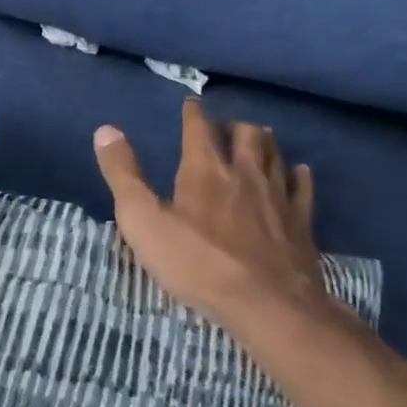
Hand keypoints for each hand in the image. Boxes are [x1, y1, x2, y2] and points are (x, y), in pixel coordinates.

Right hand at [93, 100, 328, 320]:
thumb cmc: (195, 262)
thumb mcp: (142, 220)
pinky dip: (297, 174)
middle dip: (233, 125)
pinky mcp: (301, 222)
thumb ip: (123, 174)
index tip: (191, 103)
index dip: (193, 114)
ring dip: (264, 142)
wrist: (265, 302)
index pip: (199, 129)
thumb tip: (105, 130)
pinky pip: (302, 187)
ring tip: (258, 138)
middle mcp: (245, 173)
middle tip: (224, 126)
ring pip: (275, 155)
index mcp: (205, 170)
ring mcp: (278, 196)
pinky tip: (297, 172)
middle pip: (246, 135)